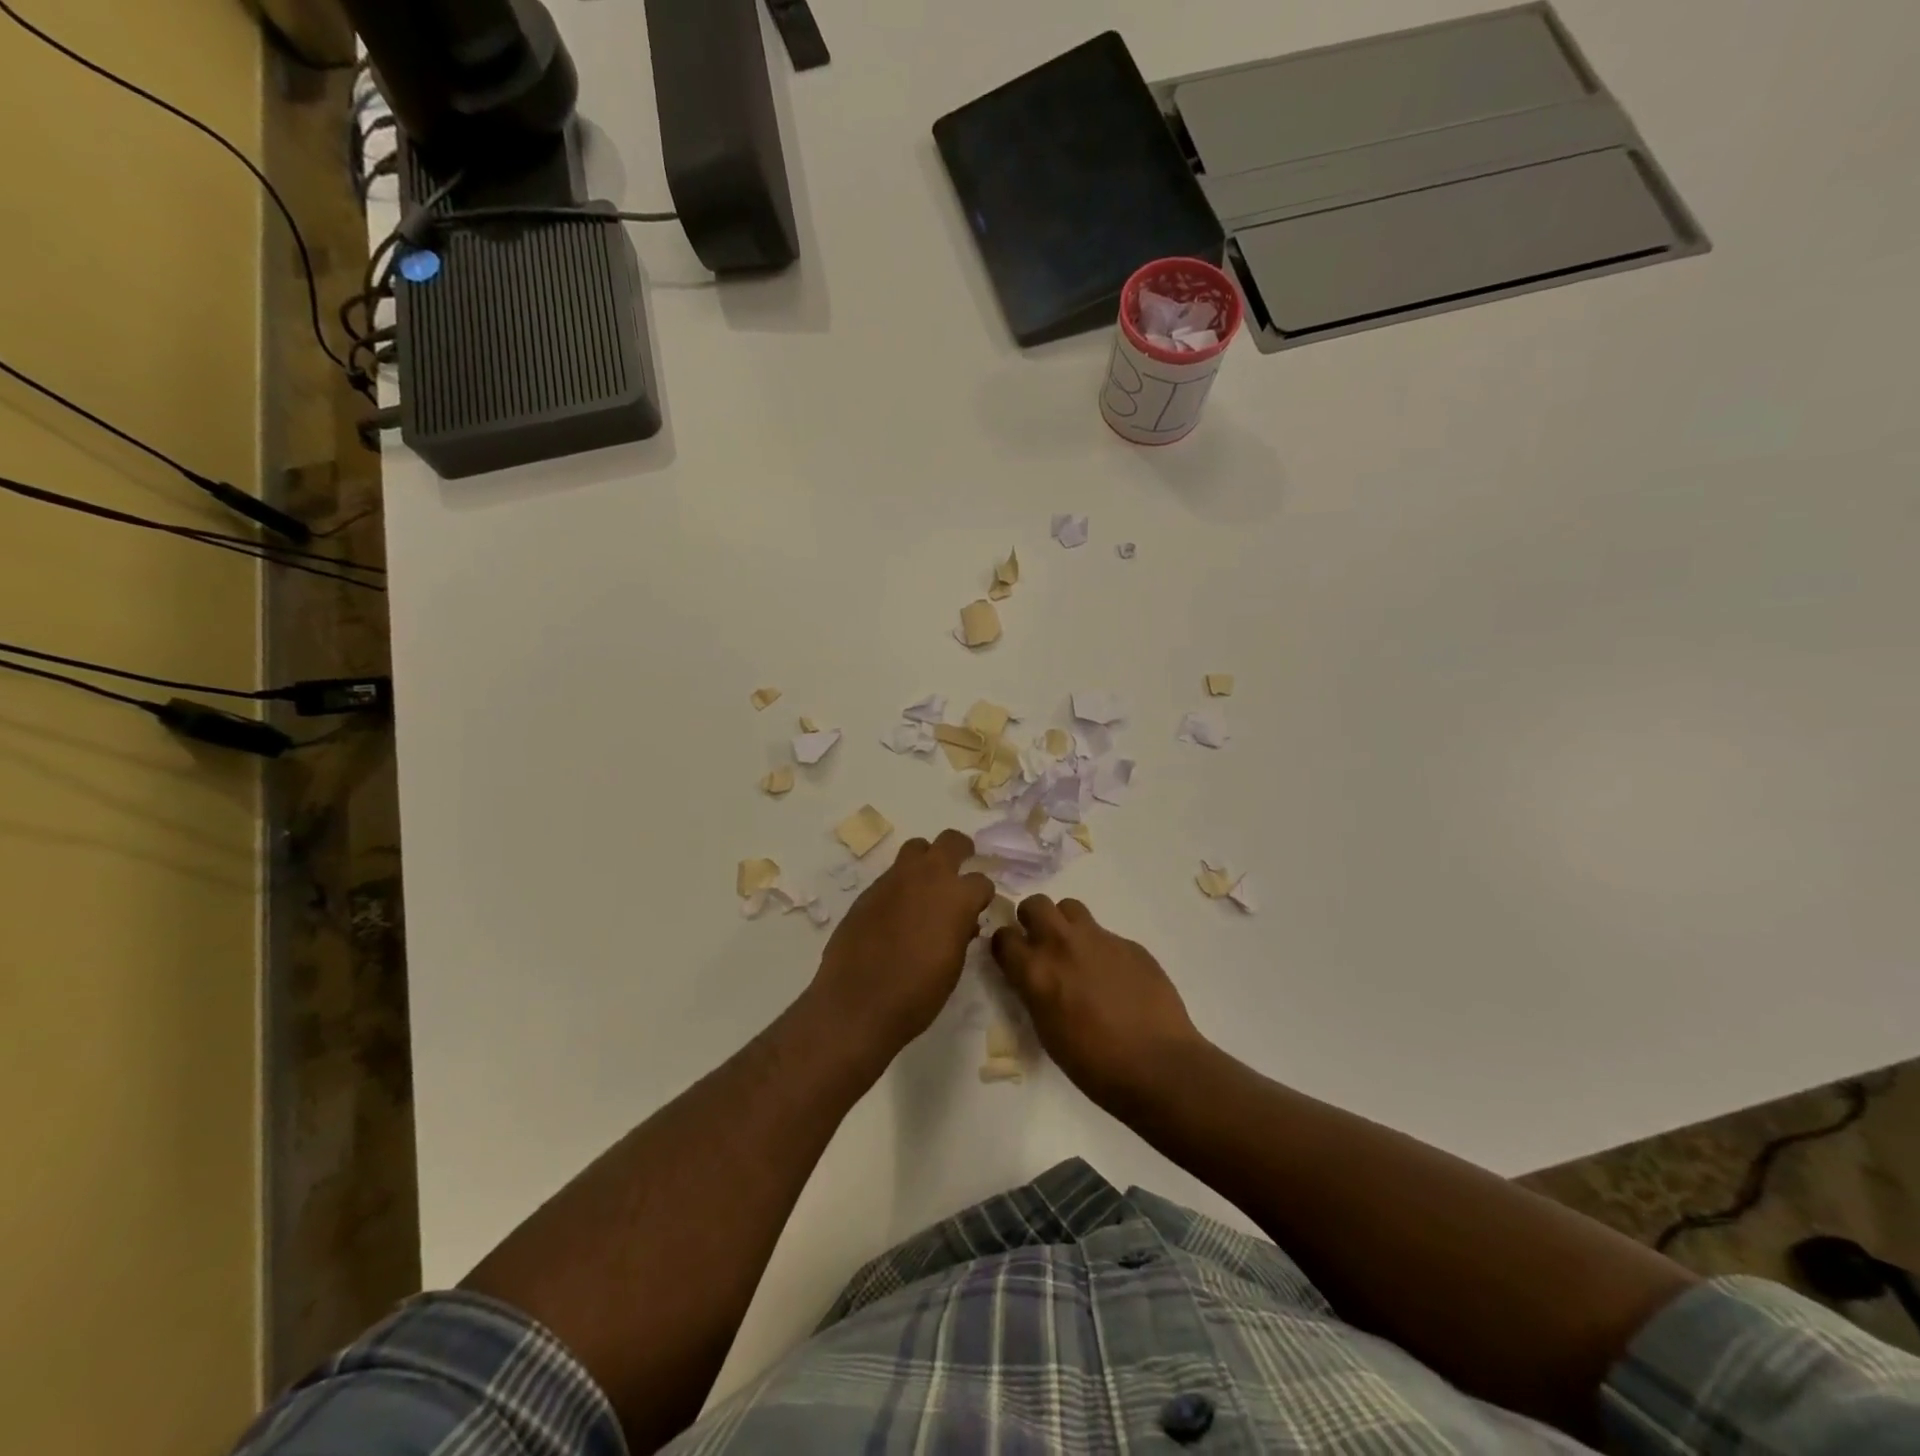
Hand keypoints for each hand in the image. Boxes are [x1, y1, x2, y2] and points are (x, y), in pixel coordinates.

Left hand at [811, 829, 994, 1057]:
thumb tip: (963, 923)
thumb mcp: (953, 965)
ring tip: (926, 886)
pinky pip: (891, 876)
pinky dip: (901, 886)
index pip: (981, 881)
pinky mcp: (868, 891)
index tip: (978, 909)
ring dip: (926, 860)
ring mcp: (893, 880)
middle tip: (961, 866)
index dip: (982, 896)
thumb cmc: (918, 993)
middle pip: (950, 841)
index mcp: (957, 896)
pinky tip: (897, 912)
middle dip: (961, 850)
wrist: (858, 1003)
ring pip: (916, 848)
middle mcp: (927, 877)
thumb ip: (961, 933)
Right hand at [991, 896, 1204, 1109]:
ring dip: (1066, 924)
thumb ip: (1035, 993)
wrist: (1157, 1066)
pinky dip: (1101, 948)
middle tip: (1042, 943)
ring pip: (1070, 907)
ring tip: (1076, 951)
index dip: (1006, 946)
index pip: (1003, 937)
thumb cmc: (1094, 1064)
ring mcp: (1099, 939)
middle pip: (1035, 904)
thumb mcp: (1047, 1031)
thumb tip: (1035, 978)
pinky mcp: (1129, 943)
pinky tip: (1115, 977)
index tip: (1012, 957)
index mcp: (1036, 971)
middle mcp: (1062, 945)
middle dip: (1032, 919)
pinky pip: (1105, 934)